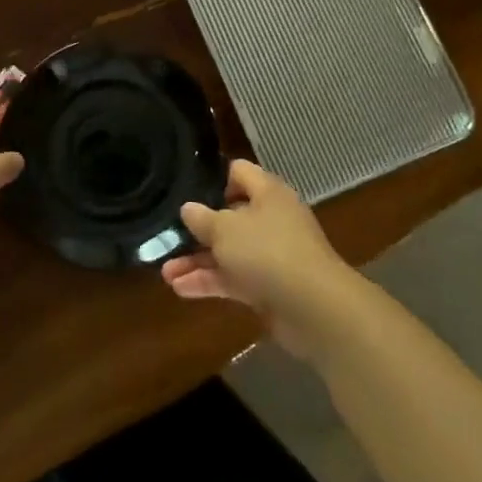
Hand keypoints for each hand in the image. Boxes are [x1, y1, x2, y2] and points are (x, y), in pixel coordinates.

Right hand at [160, 160, 353, 355]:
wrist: (315, 309)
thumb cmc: (268, 252)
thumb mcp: (225, 229)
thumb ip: (202, 218)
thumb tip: (188, 208)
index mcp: (267, 193)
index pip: (239, 172)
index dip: (214, 179)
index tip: (188, 191)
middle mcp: (271, 219)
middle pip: (230, 216)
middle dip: (198, 229)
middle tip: (169, 236)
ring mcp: (271, 255)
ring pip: (228, 252)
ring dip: (198, 261)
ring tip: (165, 273)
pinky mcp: (269, 287)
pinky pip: (234, 279)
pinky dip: (210, 283)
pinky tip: (181, 290)